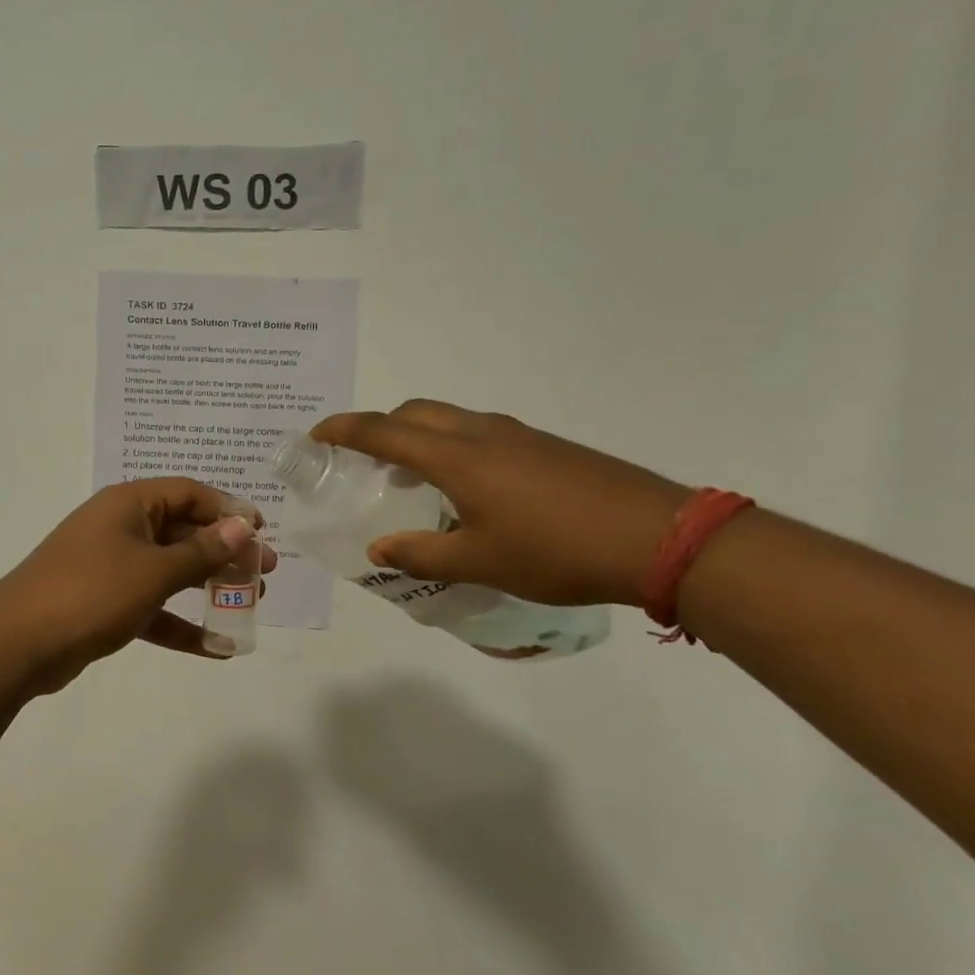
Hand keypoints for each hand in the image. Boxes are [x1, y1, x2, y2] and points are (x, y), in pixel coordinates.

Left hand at [0, 478, 277, 676]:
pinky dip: (180, 623)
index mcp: (129, 504)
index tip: (262, 532)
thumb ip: (202, 551)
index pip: (188, 493)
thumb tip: (243, 526)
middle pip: (183, 531)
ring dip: (208, 586)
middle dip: (225, 552)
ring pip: (170, 570)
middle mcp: (120, 527)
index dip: (228, 509)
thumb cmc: (91, 592)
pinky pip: (152, 606)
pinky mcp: (104, 602)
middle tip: (265, 573)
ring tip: (251, 603)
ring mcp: (110, 566)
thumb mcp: (154, 570)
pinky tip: (216, 647)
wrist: (18, 643)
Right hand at [312, 401, 686, 606]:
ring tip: (411, 475)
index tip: (316, 435)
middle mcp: (482, 433)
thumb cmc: (555, 550)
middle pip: (415, 412)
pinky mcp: (545, 446)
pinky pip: (479, 433)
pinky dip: (452, 446)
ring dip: (419, 436)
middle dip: (380, 427)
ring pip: (450, 420)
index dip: (344, 430)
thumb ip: (422, 553)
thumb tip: (378, 550)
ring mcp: (518, 435)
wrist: (658, 536)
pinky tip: (467, 487)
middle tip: (363, 459)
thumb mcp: (480, 562)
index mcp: (457, 457)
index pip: (384, 431)